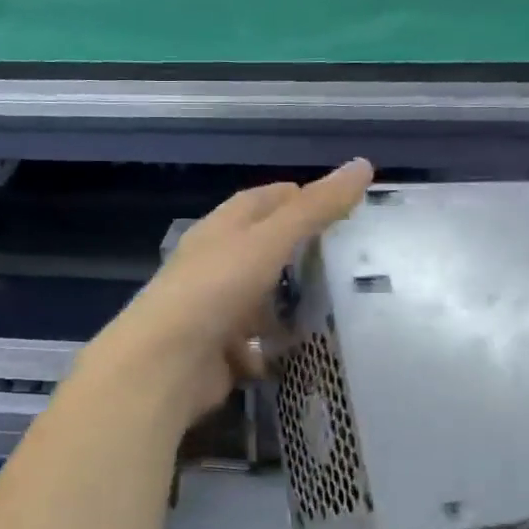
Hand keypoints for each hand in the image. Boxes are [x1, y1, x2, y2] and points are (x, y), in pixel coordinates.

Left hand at [84, 159, 374, 424]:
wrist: (166, 364)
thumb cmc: (215, 288)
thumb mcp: (270, 240)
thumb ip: (315, 208)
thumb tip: (362, 164)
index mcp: (220, 230)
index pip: (261, 201)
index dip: (298, 197)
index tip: (340, 202)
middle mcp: (215, 265)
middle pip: (263, 250)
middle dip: (302, 252)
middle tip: (353, 255)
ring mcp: (216, 309)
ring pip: (262, 298)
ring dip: (293, 301)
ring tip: (345, 302)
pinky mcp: (221, 350)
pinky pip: (258, 342)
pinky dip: (279, 344)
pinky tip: (313, 347)